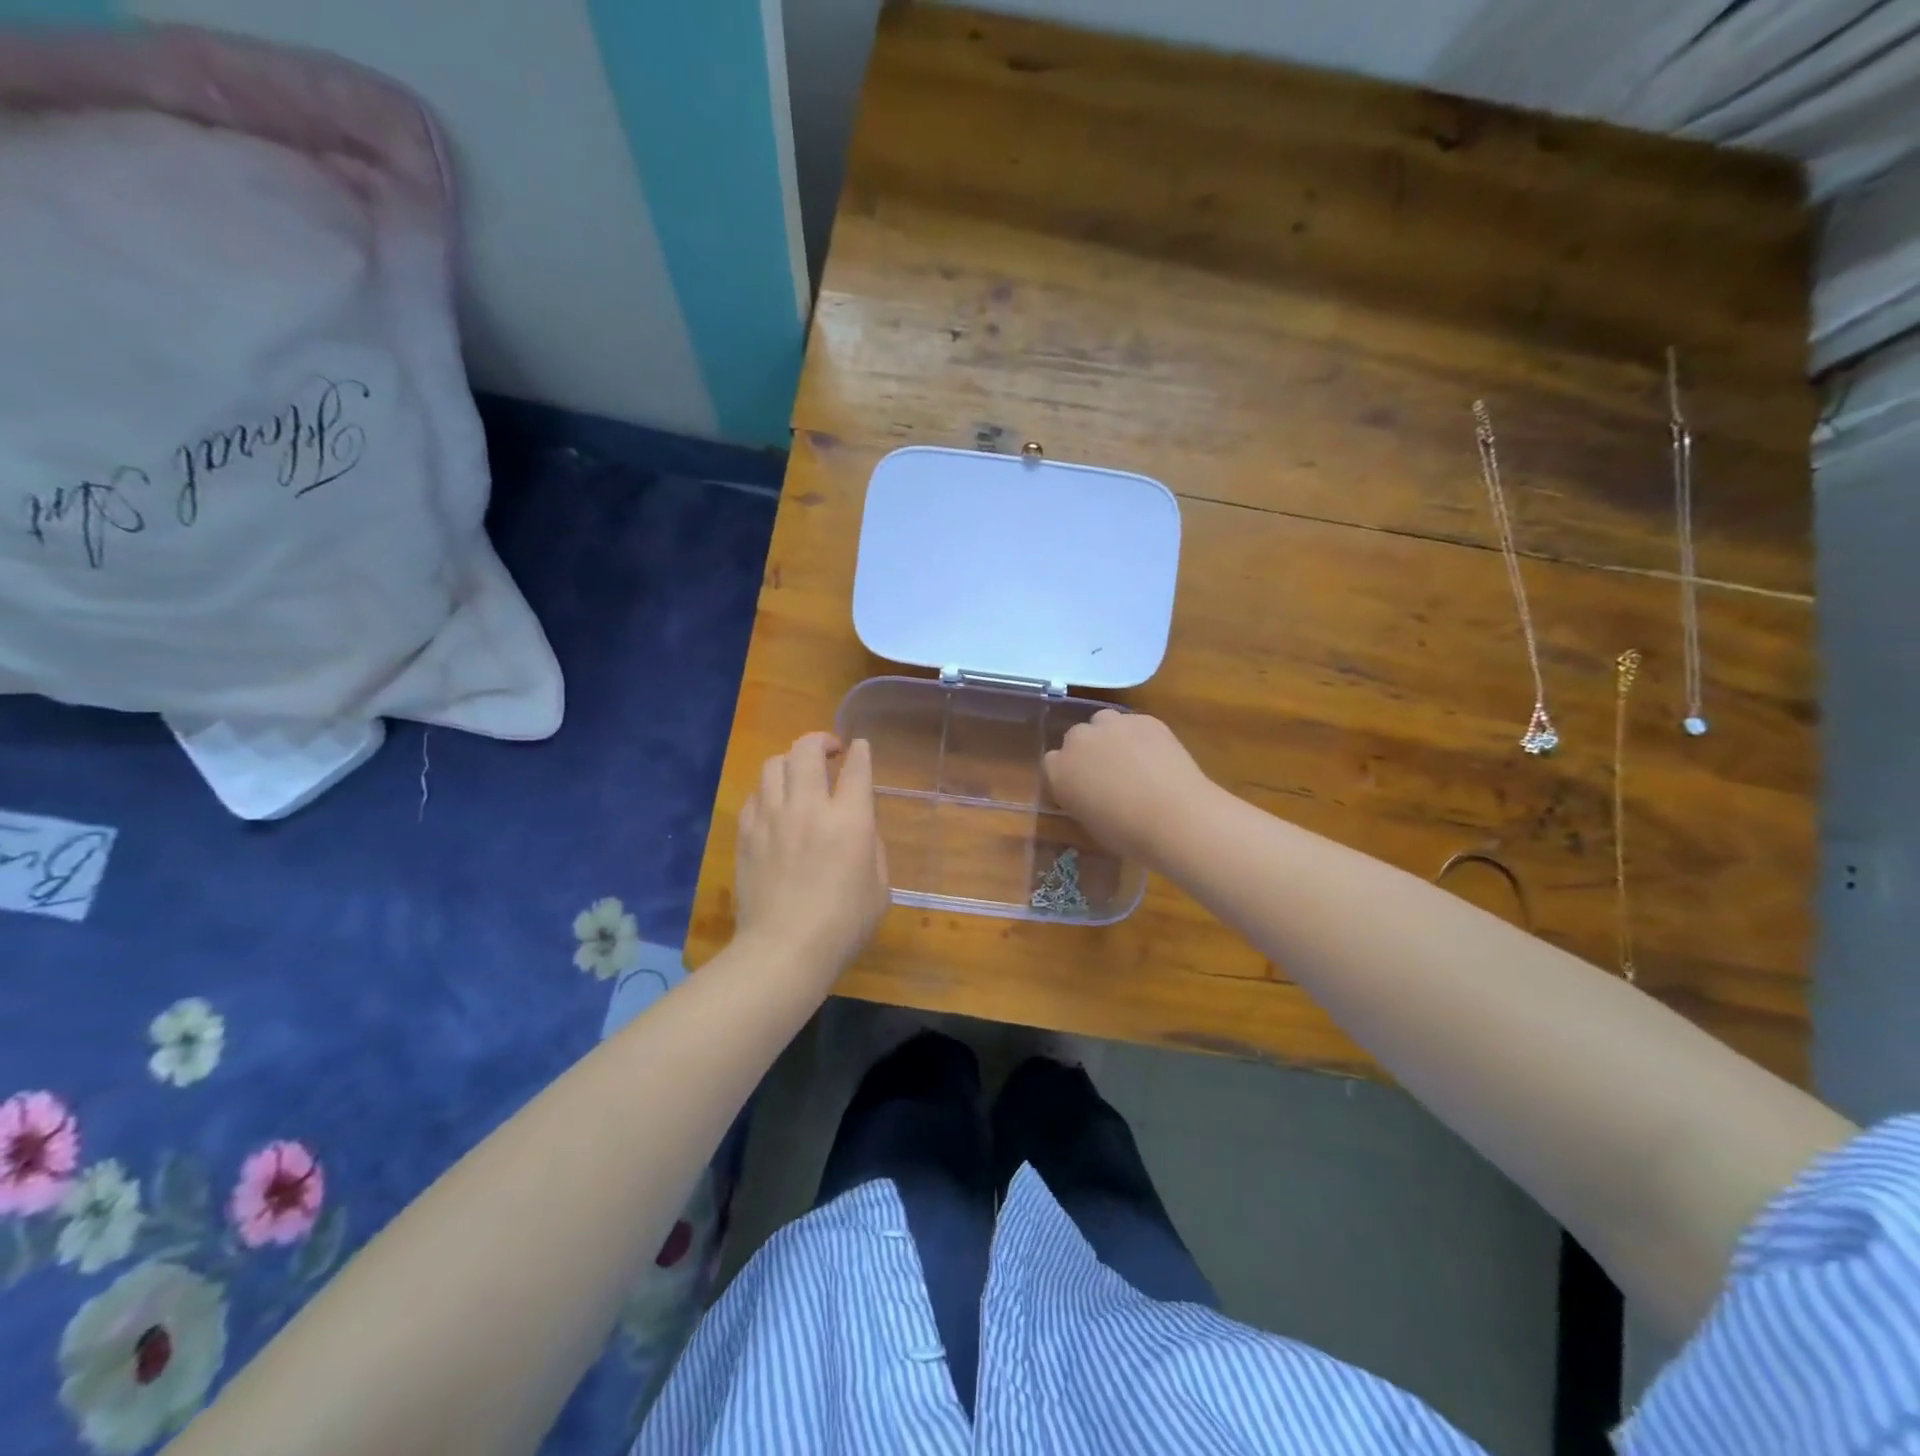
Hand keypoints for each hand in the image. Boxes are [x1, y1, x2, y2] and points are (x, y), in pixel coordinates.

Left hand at [734, 733, 889, 984]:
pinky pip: (755, 794)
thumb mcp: (880, 888)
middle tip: (830, 752)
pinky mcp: (747, 833)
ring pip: (774, 764)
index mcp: (849, 820)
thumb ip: (872, 847)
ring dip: (791, 762)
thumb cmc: (843, 925)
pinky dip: (769, 790)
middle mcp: (808, 807)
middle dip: (821, 741)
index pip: (856, 767)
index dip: (860, 752)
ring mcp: (772, 818)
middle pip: (807, 750)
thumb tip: (859, 826)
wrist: (784, 950)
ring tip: (799, 775)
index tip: (859, 748)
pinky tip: (776, 805)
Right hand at [1043, 710, 1216, 867]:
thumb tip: (1090, 791)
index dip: (1068, 774)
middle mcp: (1079, 740)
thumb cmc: (1128, 834)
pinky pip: (1133, 723)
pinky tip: (1155, 756)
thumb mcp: (1090, 822)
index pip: (1052, 762)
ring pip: (1103, 722)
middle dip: (1088, 752)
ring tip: (1131, 759)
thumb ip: (1080, 798)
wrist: (1176, 817)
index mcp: (1059, 770)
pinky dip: (1139, 735)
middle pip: (1076, 737)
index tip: (1081, 787)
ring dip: (1110, 736)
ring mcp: (1112, 725)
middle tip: (1108, 773)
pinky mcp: (1143, 719)